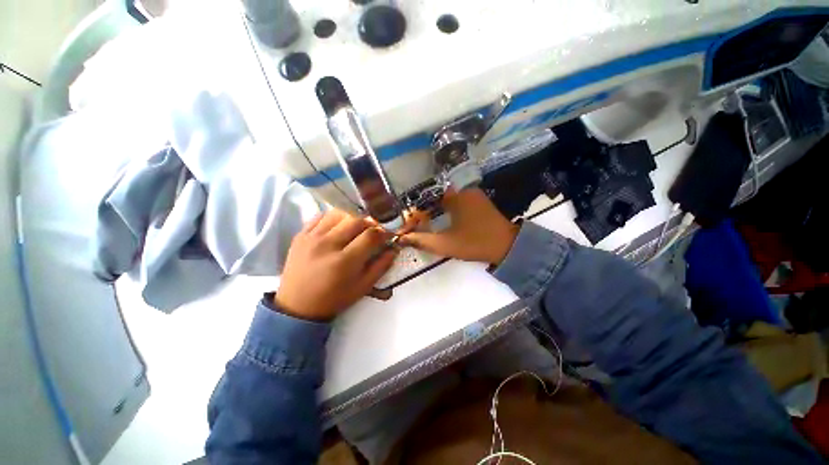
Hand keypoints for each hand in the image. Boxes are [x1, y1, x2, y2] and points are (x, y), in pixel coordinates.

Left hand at [275, 210, 397, 320]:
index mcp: (344, 262)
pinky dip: (334, 217)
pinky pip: (321, 216)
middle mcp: (327, 245)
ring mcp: (311, 237)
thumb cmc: (334, 298)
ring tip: (357, 228)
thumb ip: (381, 266)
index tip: (388, 234)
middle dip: (370, 223)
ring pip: (339, 214)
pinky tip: (339, 226)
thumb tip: (394, 248)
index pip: (370, 236)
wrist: (298, 305)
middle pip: (356, 220)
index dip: (384, 232)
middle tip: (374, 230)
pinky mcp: (301, 234)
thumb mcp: (363, 287)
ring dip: (353, 218)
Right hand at [402, 189, 518, 265]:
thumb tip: (402, 238)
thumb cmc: (475, 243)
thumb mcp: (446, 244)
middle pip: (435, 195)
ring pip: (445, 198)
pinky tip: (439, 219)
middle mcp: (462, 189)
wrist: (507, 246)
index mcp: (454, 195)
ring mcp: (471, 194)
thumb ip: (422, 240)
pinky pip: (455, 201)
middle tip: (412, 221)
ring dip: (433, 208)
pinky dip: (445, 209)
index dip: (414, 207)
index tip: (407, 219)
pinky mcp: (477, 201)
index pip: (426, 196)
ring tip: (421, 221)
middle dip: (422, 208)